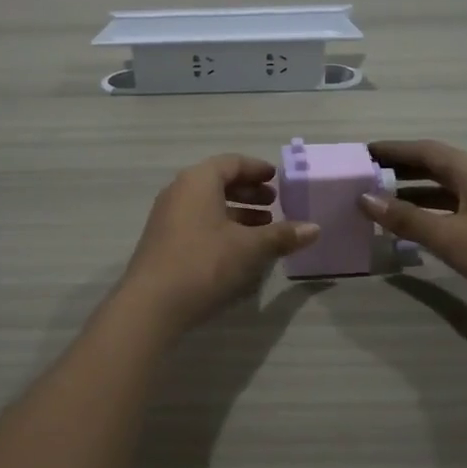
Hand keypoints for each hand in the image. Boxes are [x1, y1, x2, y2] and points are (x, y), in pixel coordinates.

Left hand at [119, 154, 318, 330]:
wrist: (151, 304)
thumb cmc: (204, 263)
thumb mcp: (250, 248)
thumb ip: (282, 235)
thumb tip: (315, 229)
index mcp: (198, 181)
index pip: (231, 163)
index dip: (257, 169)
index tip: (277, 179)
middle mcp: (179, 191)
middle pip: (218, 182)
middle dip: (248, 192)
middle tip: (274, 204)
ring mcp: (167, 217)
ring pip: (208, 204)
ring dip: (236, 212)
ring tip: (263, 228)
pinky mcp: (163, 241)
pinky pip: (197, 222)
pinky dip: (220, 226)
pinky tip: (238, 249)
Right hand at [358, 140, 466, 323]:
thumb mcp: (450, 237)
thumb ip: (406, 219)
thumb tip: (364, 198)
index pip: (423, 150)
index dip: (392, 150)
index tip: (363, 153)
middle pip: (434, 166)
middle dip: (400, 170)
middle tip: (366, 178)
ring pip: (446, 189)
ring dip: (415, 194)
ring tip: (383, 204)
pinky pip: (457, 208)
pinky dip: (433, 213)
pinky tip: (419, 230)